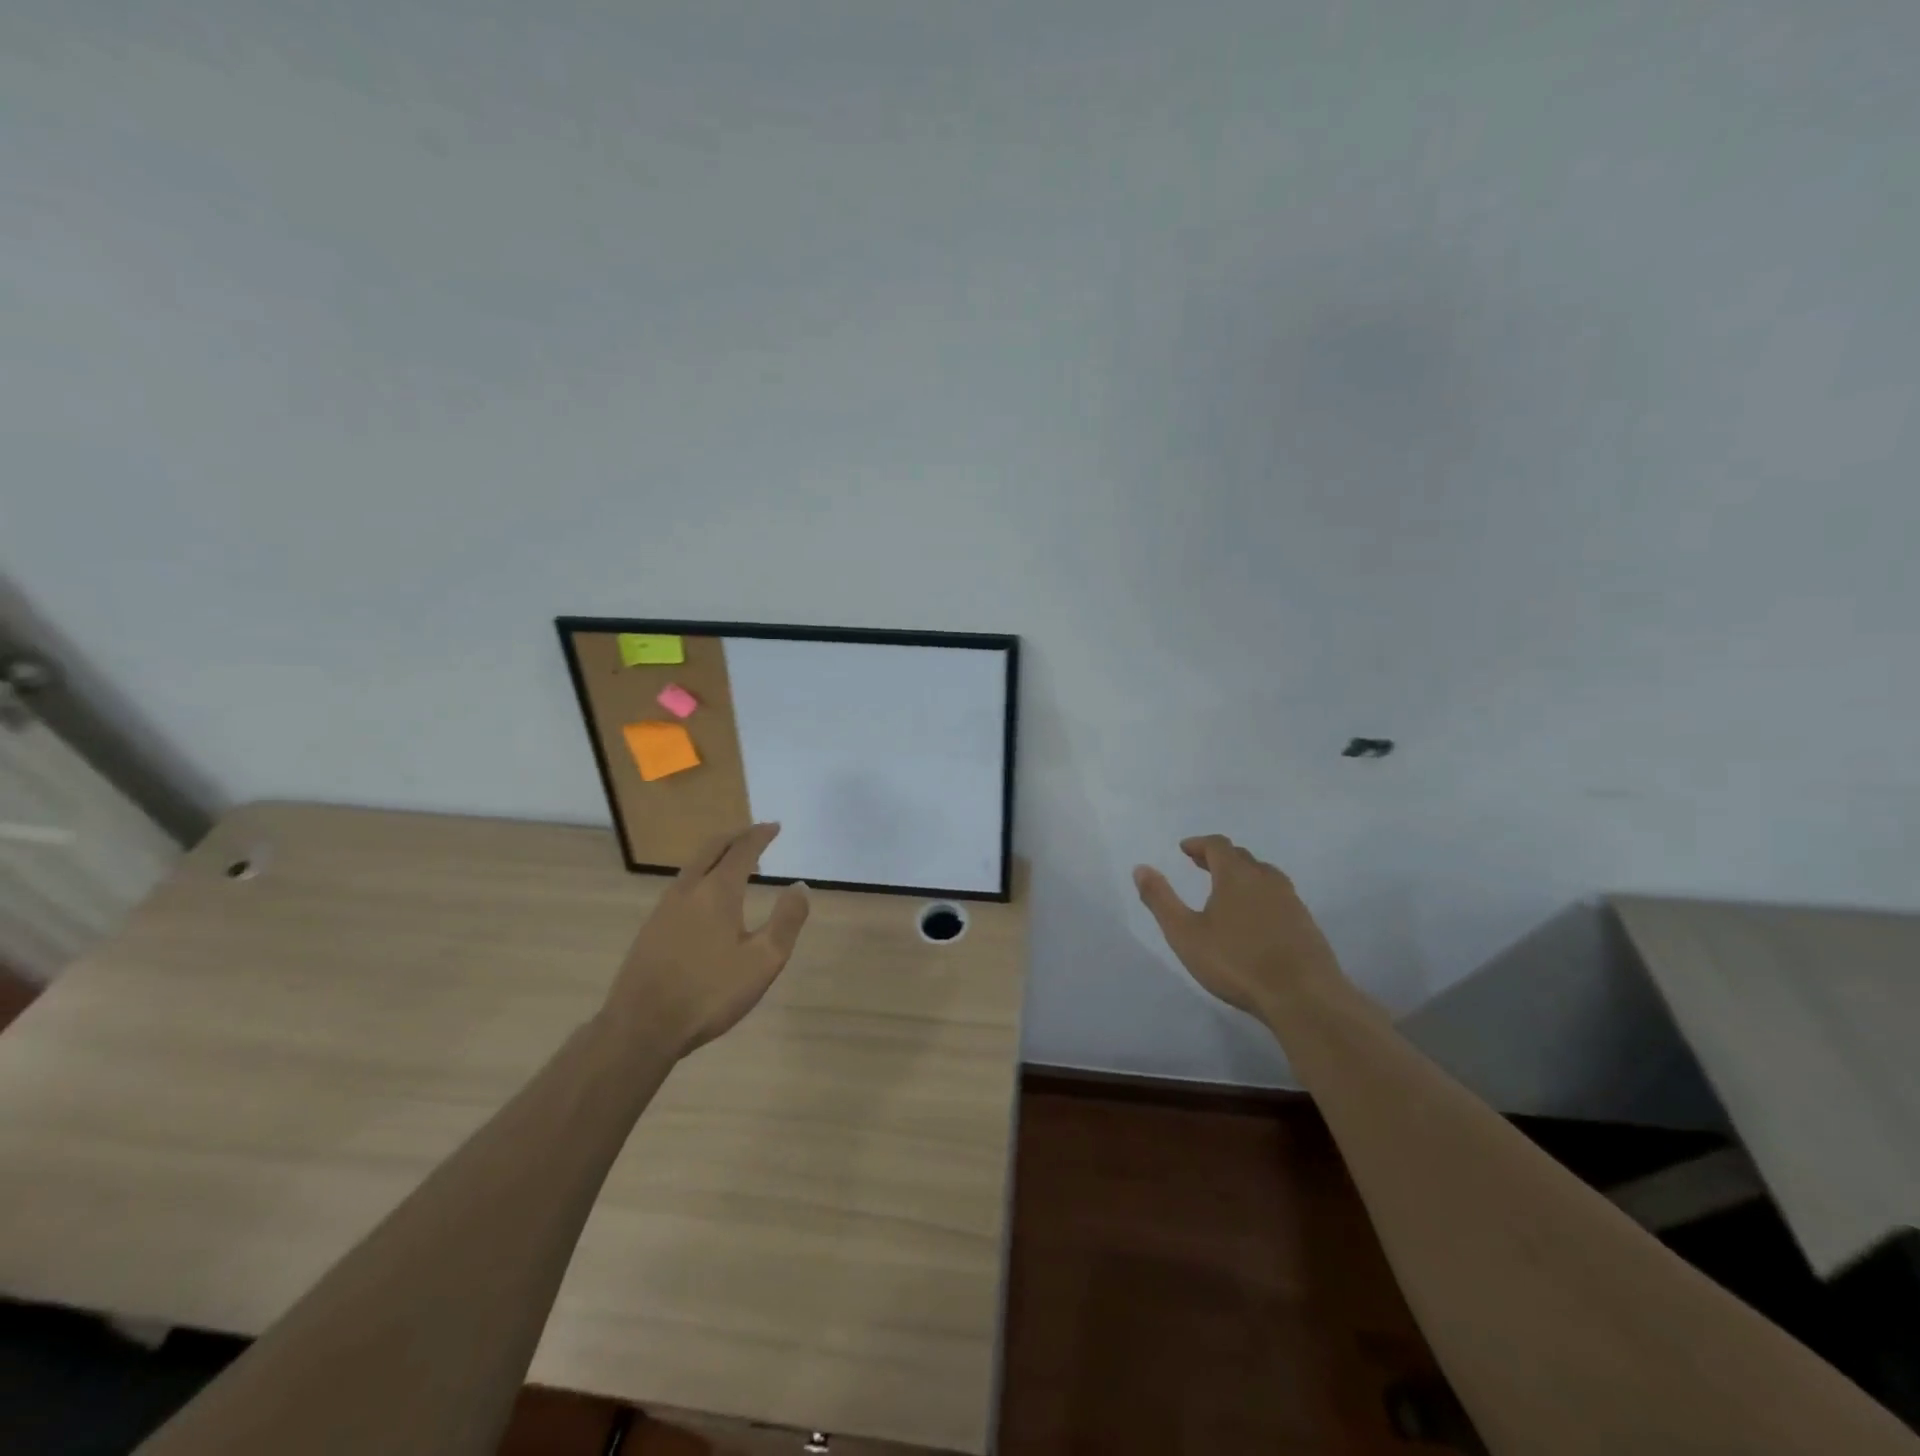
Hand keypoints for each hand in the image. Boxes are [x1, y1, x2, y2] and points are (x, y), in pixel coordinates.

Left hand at [605, 823, 811, 1055]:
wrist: (642, 1027)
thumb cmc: (710, 992)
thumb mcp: (763, 960)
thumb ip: (786, 920)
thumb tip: (799, 886)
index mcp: (717, 892)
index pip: (741, 850)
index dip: (760, 835)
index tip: (774, 827)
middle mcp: (688, 890)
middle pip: (711, 850)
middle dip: (735, 838)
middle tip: (754, 835)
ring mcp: (664, 908)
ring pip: (693, 867)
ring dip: (716, 856)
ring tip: (735, 864)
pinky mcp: (651, 929)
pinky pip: (682, 886)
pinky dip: (702, 876)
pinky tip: (707, 899)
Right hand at [1134, 835, 1344, 1022]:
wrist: (1303, 997)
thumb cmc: (1236, 962)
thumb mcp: (1185, 933)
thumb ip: (1161, 899)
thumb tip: (1141, 868)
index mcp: (1236, 875)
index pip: (1218, 845)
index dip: (1199, 844)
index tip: (1185, 849)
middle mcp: (1266, 879)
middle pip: (1242, 857)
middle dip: (1219, 857)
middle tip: (1200, 865)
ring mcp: (1291, 901)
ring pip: (1264, 876)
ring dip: (1242, 875)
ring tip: (1227, 889)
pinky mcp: (1306, 923)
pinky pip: (1278, 896)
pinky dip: (1260, 895)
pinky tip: (1255, 918)